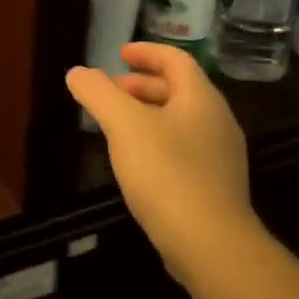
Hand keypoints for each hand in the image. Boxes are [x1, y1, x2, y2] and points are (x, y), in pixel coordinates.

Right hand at [66, 44, 257, 286]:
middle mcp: (217, 122)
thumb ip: (98, 93)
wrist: (212, 247)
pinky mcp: (215, 188)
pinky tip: (136, 162)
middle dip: (142, 85)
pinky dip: (157, 141)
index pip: (176, 60)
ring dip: (148, 114)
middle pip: (179, 90)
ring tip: (116, 125)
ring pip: (180, 121)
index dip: (147, 52)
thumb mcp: (124, 125)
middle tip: (110, 91)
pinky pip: (184, 150)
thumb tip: (78, 72)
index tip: (120, 53)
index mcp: (201, 99)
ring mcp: (220, 157)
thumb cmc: (167, 173)